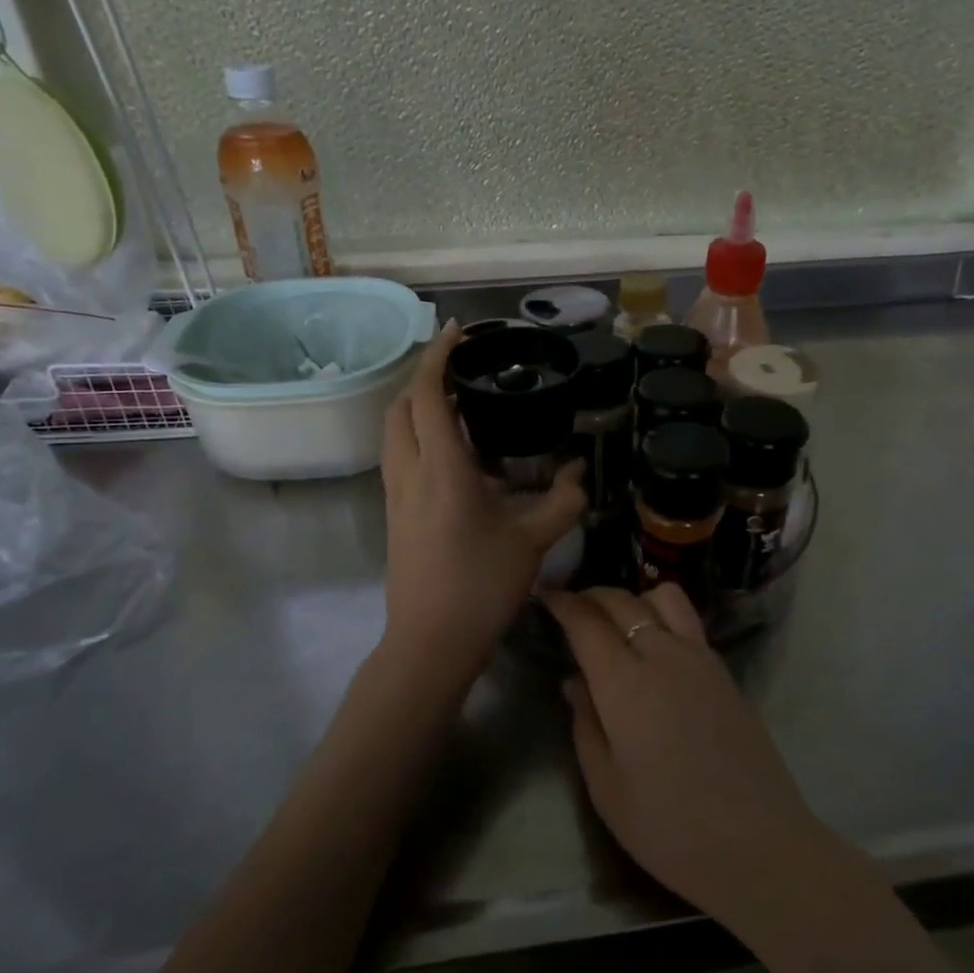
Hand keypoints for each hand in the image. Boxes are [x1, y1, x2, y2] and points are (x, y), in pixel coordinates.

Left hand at [380, 321, 584, 672]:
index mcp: (442, 468)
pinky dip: (417, 433)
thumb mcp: (533, 541)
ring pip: (394, 430)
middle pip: (401, 405)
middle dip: (424, 376)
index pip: (428, 396)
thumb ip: (563, 501)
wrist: (430, 641)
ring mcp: (395, 493)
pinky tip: (452, 450)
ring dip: (416, 405)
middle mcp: (410, 471)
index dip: (438, 356)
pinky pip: (399, 454)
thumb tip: (579, 473)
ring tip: (457, 403)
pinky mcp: (393, 512)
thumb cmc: (482, 585)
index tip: (457, 331)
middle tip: (460, 367)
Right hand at [543, 584, 828, 922]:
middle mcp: (663, 655)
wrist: (760, 845)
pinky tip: (655, 647)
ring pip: (663, 597)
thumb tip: (575, 681)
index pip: (586, 622)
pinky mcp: (724, 671)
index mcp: (625, 683)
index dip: (563, 603)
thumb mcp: (607, 789)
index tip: (547, 595)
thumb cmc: (670, 828)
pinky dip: (662, 615)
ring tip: (618, 622)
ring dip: (633, 598)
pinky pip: (688, 622)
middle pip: (622, 601)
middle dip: (592, 595)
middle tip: (573, 606)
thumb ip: (586, 725)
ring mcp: (700, 658)